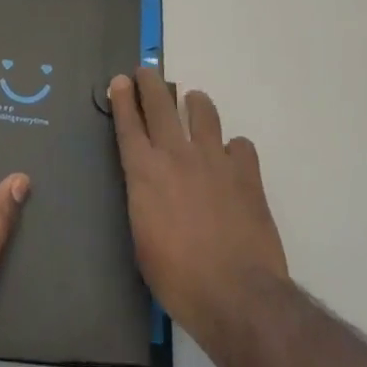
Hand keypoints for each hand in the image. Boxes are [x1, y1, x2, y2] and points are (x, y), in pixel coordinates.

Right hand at [109, 69, 287, 346]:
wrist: (236, 294)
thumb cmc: (178, 279)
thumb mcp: (142, 241)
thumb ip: (144, 202)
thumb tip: (149, 188)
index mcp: (144, 173)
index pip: (128, 123)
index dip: (122, 98)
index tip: (120, 81)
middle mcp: (176, 155)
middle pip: (160, 104)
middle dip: (150, 83)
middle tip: (146, 72)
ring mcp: (214, 159)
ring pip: (203, 111)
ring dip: (196, 103)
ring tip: (194, 103)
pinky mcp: (246, 172)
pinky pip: (240, 144)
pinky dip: (234, 149)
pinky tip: (233, 160)